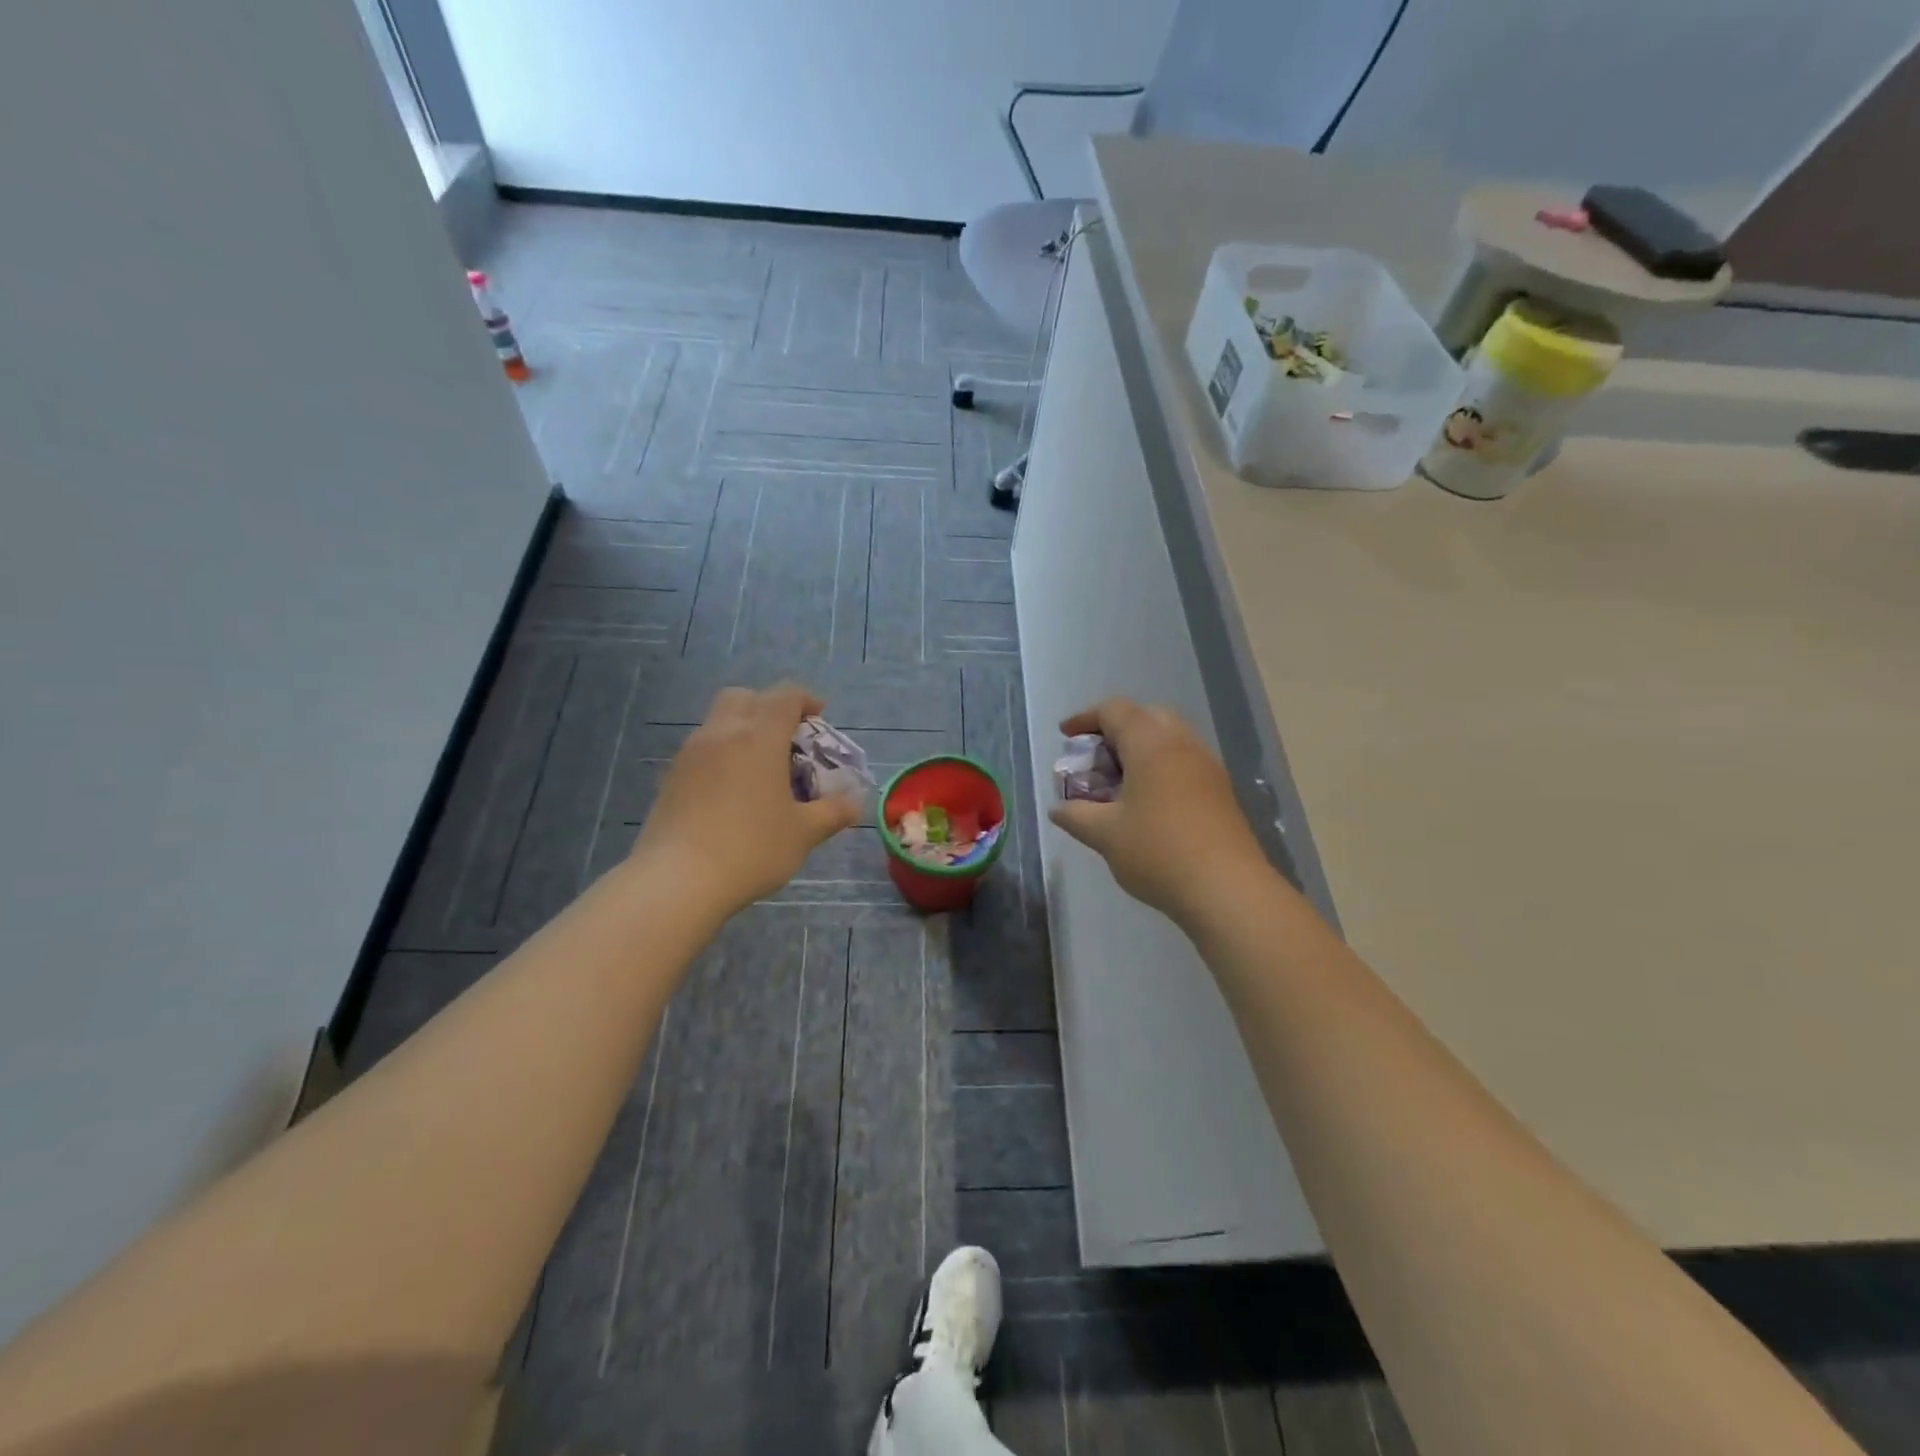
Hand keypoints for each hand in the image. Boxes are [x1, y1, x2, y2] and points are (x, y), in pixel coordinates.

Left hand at [628, 683, 862, 917]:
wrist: (678, 881)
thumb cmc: (751, 849)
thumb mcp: (803, 833)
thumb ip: (833, 812)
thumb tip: (855, 803)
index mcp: (759, 737)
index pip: (784, 696)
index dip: (805, 700)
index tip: (819, 719)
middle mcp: (722, 733)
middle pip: (745, 697)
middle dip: (769, 707)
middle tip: (787, 737)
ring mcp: (691, 753)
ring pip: (719, 720)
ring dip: (743, 729)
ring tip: (761, 767)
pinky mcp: (671, 776)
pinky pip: (702, 748)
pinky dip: (722, 753)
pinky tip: (732, 790)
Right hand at [1049, 699, 1269, 929]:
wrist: (1228, 889)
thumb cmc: (1158, 851)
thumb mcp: (1105, 834)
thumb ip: (1076, 815)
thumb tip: (1058, 809)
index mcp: (1150, 744)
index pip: (1114, 711)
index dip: (1085, 718)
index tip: (1065, 737)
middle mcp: (1182, 744)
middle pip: (1146, 716)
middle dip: (1116, 730)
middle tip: (1095, 758)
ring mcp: (1207, 766)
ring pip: (1169, 739)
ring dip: (1140, 750)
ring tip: (1118, 783)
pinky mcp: (1221, 791)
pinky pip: (1184, 762)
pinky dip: (1160, 768)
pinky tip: (1147, 803)